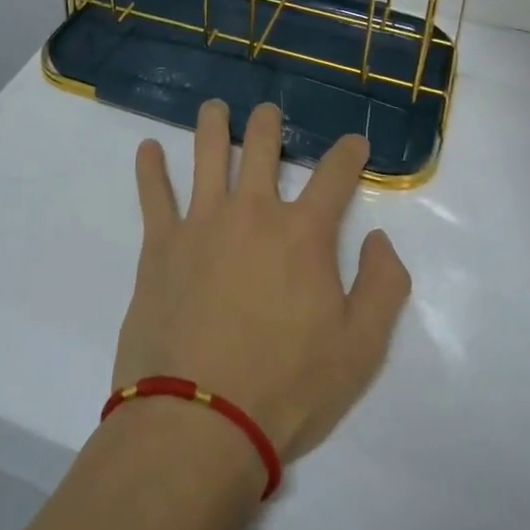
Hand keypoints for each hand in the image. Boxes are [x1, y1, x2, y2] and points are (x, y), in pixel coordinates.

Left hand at [115, 101, 411, 465]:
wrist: (199, 422)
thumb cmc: (286, 388)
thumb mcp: (361, 350)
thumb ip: (383, 287)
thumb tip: (380, 238)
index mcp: (302, 233)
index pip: (335, 175)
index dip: (350, 153)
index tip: (356, 143)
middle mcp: (252, 211)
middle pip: (262, 146)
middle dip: (270, 123)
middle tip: (269, 114)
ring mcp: (202, 221)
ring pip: (207, 153)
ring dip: (212, 124)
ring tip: (214, 107)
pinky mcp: (161, 244)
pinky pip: (153, 194)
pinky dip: (149, 168)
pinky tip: (146, 148)